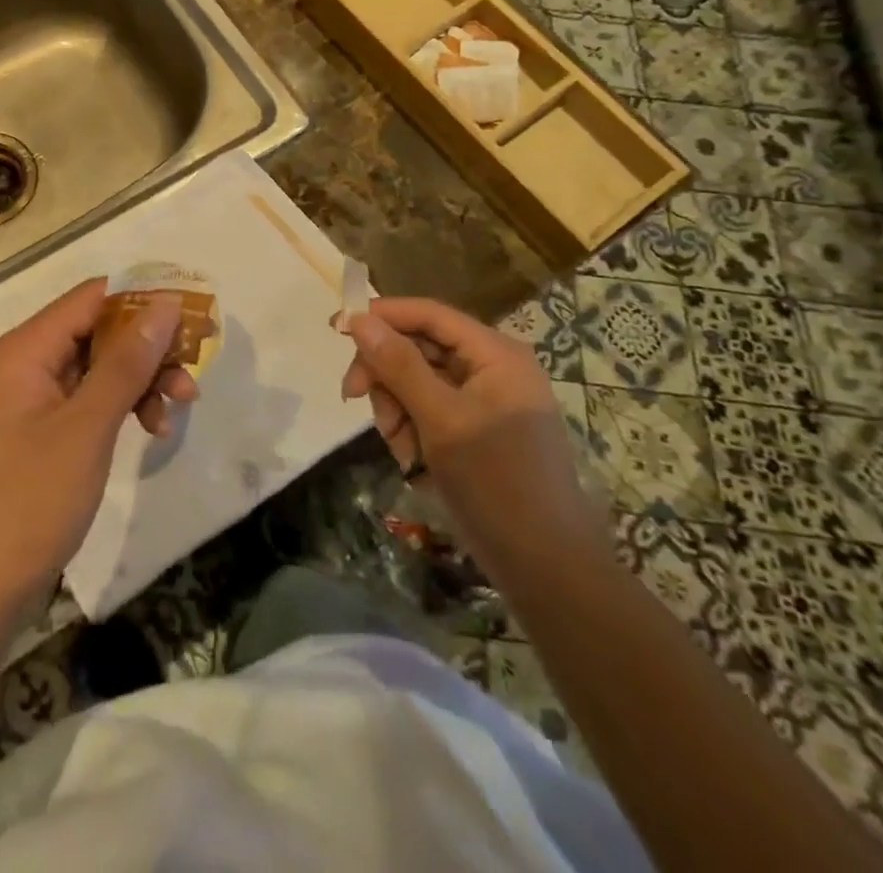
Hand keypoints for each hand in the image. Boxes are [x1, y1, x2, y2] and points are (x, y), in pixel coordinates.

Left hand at [0, 279, 197, 606]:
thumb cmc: (30, 501)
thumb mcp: (88, 427)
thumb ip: (127, 362)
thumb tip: (165, 304)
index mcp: (24, 349)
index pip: (91, 298)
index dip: (144, 299)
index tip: (192, 314)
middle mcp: (23, 362)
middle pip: (97, 331)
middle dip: (148, 348)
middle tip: (194, 368)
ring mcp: (29, 397)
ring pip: (98, 366)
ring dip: (141, 380)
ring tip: (180, 406)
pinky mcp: (39, 429)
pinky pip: (87, 398)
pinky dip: (121, 407)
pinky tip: (153, 429)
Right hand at [342, 297, 606, 558]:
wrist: (546, 567)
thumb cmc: (497, 483)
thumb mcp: (440, 420)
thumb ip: (398, 366)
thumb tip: (357, 319)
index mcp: (494, 353)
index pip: (428, 314)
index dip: (381, 316)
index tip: (335, 329)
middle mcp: (491, 366)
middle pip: (418, 346)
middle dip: (386, 373)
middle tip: (354, 397)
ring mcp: (484, 398)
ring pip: (417, 379)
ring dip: (396, 406)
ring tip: (398, 445)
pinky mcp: (476, 427)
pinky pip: (429, 408)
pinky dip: (411, 426)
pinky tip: (411, 457)